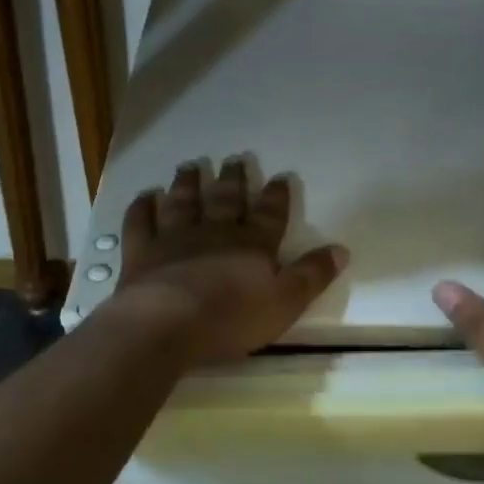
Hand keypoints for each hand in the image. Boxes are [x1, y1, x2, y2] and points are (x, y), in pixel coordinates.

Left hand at [108, 157, 347, 366]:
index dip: (276, 196)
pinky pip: (142, 222)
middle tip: (234, 159)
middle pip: (226, 200)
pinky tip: (145, 196)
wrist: (167, 324)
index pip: (269, 214)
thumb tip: (341, 249)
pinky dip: (143, 207)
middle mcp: (215, 232)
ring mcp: (175, 238)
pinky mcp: (142, 251)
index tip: (279, 177)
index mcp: (252, 244)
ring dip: (189, 183)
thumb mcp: (285, 302)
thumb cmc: (232, 318)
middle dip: (233, 180)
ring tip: (191, 165)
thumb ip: (312, 275)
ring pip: (184, 202)